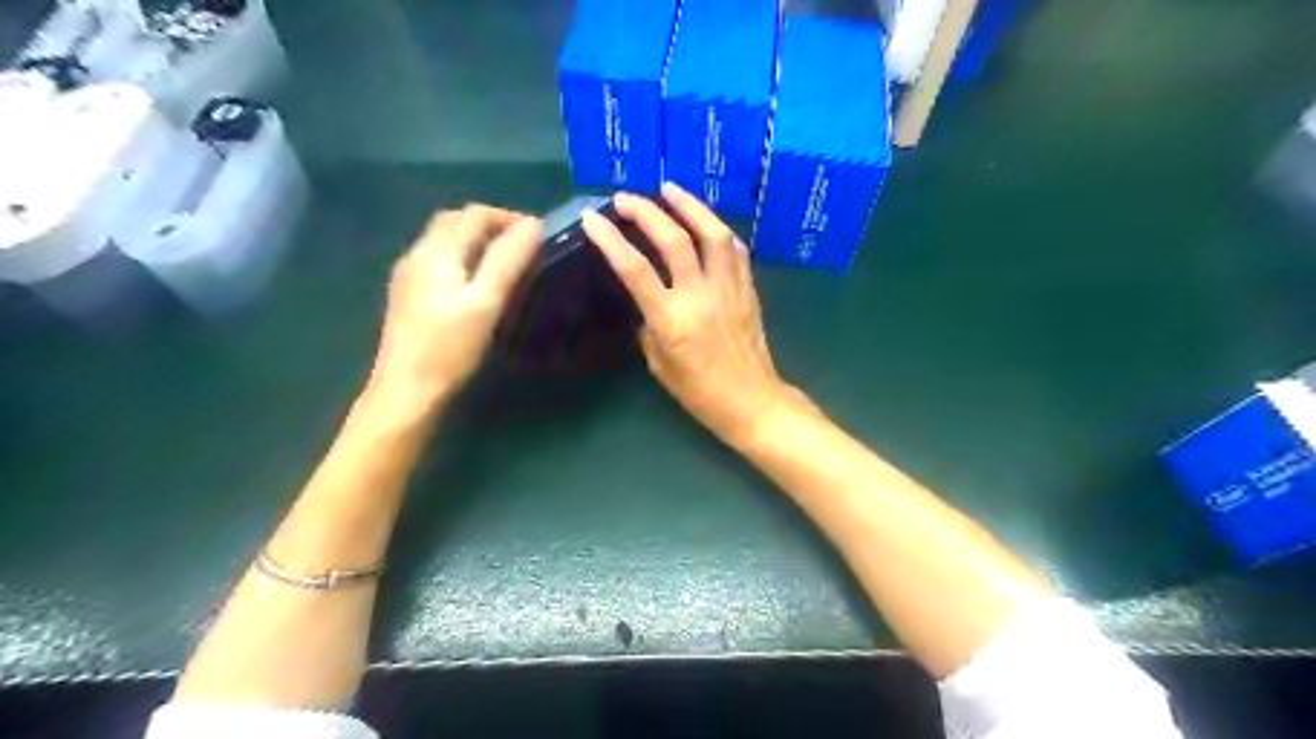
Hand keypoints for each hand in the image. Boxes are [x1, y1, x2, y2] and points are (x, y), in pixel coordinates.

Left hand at [366, 204, 543, 406]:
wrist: (406, 392)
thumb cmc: (449, 348)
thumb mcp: (485, 302)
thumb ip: (508, 260)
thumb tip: (533, 225)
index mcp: (436, 252)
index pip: (474, 215)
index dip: (508, 217)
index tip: (539, 234)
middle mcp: (417, 255)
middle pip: (455, 222)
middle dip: (490, 225)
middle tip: (523, 245)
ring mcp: (409, 276)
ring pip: (445, 241)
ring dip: (477, 240)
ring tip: (507, 262)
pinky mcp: (408, 296)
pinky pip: (439, 261)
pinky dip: (464, 258)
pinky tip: (477, 282)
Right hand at [584, 184, 801, 448]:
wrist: (752, 402)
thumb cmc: (700, 394)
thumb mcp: (660, 367)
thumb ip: (649, 329)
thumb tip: (646, 303)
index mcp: (672, 321)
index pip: (635, 269)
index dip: (610, 240)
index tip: (592, 218)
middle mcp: (700, 296)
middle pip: (674, 240)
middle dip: (646, 212)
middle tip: (625, 198)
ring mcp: (729, 289)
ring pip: (712, 234)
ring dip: (689, 205)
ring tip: (669, 188)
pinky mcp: (748, 289)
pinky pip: (735, 250)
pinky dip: (718, 229)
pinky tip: (706, 221)